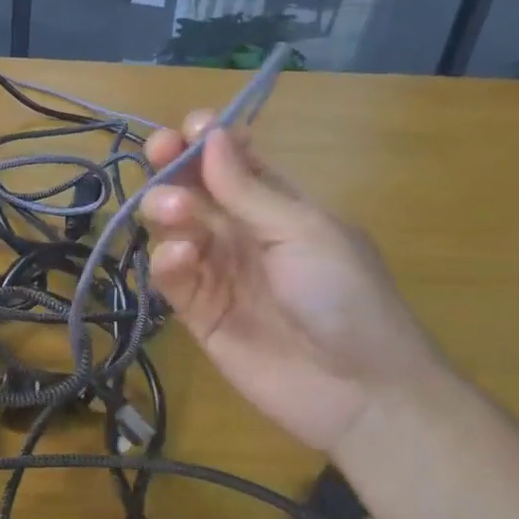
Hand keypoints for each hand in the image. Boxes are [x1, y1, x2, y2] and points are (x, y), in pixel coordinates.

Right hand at [140, 113, 445, 461]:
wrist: (359, 390)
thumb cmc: (344, 296)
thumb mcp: (303, 232)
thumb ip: (248, 190)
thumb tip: (211, 135)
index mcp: (279, 206)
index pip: (233, 163)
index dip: (208, 141)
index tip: (188, 128)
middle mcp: (244, 234)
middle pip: (196, 190)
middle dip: (175, 167)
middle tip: (159, 155)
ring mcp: (219, 273)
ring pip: (176, 229)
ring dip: (168, 209)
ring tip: (174, 212)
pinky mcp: (200, 314)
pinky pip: (173, 277)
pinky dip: (168, 260)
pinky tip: (180, 257)